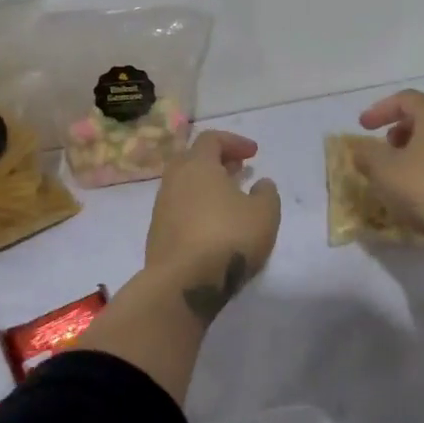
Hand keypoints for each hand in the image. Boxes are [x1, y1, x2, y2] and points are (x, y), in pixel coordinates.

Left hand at [144, 130, 281, 321]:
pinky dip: (196, 208)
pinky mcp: (157, 234)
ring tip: (229, 200)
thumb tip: (261, 183)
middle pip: (192, 159)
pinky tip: (212, 226)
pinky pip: (178, 209)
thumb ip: (266, 193)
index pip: (211, 139)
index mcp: (197, 165)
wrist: (183, 283)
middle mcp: (174, 180)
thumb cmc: (228, 237)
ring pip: (184, 186)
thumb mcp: (264, 213)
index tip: (253, 154)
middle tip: (237, 170)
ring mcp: (161, 208)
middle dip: (216, 161)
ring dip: (206, 186)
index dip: (234, 142)